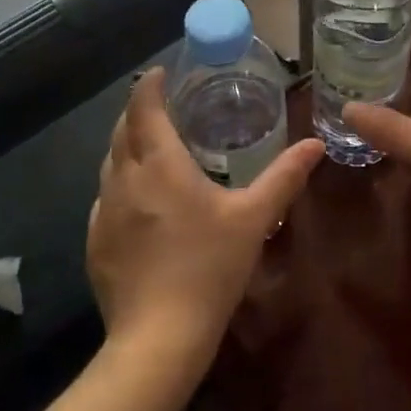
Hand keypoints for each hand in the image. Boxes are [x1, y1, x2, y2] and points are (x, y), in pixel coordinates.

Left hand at [88, 69, 322, 357]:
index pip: (144, 109)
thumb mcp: (254, 219)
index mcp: (160, 166)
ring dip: (126, 145)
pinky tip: (139, 200)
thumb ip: (285, 177)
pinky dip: (120, 182)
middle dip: (137, 111)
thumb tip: (315, 144)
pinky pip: (105, 197)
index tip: (158, 73)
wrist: (159, 338)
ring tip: (150, 146)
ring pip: (109, 164)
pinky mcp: (95, 242)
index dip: (148, 86)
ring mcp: (104, 213)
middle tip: (161, 105)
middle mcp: (124, 181)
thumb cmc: (210, 268)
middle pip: (121, 132)